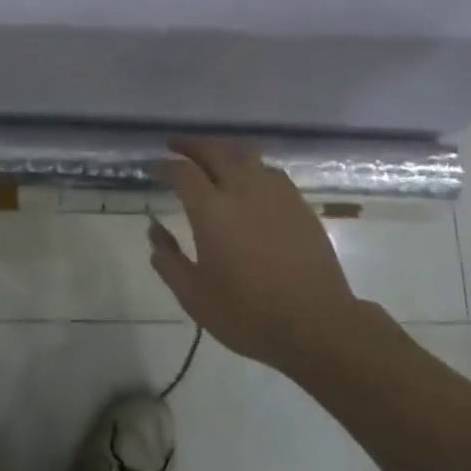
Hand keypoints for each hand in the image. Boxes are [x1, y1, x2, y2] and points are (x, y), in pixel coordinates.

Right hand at [149, 137, 364, 375]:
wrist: (316, 325)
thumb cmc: (248, 314)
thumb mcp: (194, 296)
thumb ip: (169, 259)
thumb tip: (154, 229)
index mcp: (212, 211)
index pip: (182, 172)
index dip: (164, 166)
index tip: (153, 169)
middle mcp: (243, 191)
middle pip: (214, 151)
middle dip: (190, 145)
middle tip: (175, 147)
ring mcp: (275, 194)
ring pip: (245, 154)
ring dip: (222, 150)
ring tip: (212, 158)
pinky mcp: (299, 204)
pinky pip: (270, 171)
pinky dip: (251, 167)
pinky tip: (249, 181)